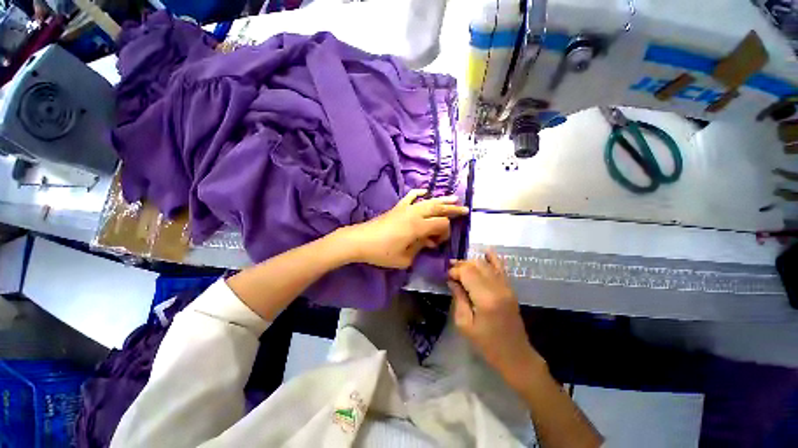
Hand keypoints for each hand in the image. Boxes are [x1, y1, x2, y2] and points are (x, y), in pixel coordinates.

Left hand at [341, 189, 468, 268]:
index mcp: (418, 226)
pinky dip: (419, 193)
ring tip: (454, 198)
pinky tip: (425, 191)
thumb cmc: (382, 252)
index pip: (441, 224)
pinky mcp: (397, 208)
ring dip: (442, 199)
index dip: (445, 232)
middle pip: (438, 208)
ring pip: (428, 201)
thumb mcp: (405, 258)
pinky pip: (410, 197)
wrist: (360, 241)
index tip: (437, 243)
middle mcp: (415, 214)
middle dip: (452, 209)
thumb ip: (420, 248)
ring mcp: (405, 208)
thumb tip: (428, 241)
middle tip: (464, 210)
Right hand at [448, 250, 544, 385]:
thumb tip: (452, 280)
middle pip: (476, 265)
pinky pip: (501, 267)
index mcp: (485, 299)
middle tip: (451, 272)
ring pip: (486, 264)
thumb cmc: (487, 345)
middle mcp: (498, 288)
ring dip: (472, 262)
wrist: (516, 356)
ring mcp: (506, 287)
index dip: (455, 270)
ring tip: (460, 266)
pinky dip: (492, 258)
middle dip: (461, 265)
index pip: (467, 272)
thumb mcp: (465, 324)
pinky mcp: (510, 288)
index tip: (447, 276)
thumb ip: (458, 298)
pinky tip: (485, 251)